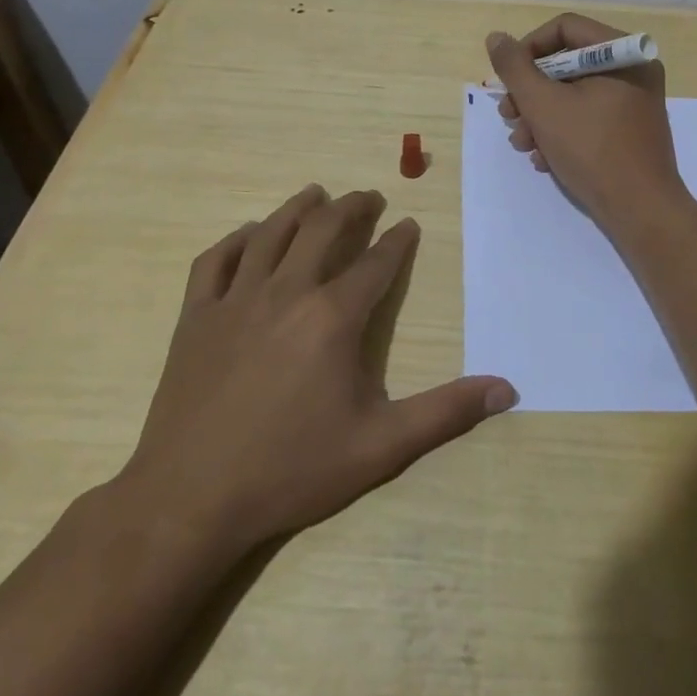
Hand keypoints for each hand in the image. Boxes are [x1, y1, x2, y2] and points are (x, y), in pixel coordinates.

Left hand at [112, 185, 515, 553]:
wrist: (190, 502)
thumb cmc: (291, 471)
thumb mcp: (380, 447)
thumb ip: (445, 412)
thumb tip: (507, 388)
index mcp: (333, 317)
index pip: (376, 263)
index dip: (397, 241)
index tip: (408, 225)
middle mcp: (287, 293)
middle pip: (323, 231)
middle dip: (351, 208)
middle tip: (368, 197)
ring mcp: (236, 300)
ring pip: (271, 234)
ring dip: (298, 208)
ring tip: (316, 193)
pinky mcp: (196, 317)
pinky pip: (216, 261)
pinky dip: (236, 239)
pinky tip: (249, 234)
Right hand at [485, 12, 689, 232]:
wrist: (641, 211)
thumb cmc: (592, 150)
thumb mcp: (543, 105)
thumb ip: (515, 68)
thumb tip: (496, 38)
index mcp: (623, 53)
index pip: (564, 28)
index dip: (528, 49)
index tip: (507, 79)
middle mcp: (633, 70)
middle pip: (567, 63)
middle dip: (530, 92)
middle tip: (507, 115)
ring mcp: (633, 102)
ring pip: (573, 94)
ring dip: (539, 116)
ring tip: (522, 143)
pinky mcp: (629, 130)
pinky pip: (588, 116)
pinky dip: (561, 132)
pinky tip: (543, 159)